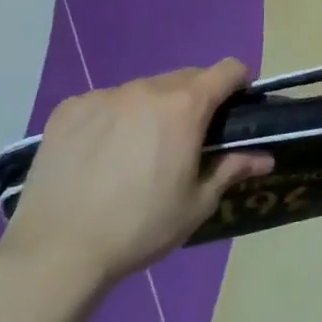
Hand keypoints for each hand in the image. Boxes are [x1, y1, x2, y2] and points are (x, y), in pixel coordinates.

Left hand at [0, 61, 270, 294]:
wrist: (56, 251)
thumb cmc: (140, 227)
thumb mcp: (197, 203)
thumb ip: (232, 169)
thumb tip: (266, 157)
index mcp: (184, 107)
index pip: (227, 69)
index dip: (239, 83)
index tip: (236, 108)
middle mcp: (146, 89)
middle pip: (185, 77)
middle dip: (196, 99)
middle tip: (189, 138)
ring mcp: (103, 96)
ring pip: (143, 90)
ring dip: (154, 108)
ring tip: (140, 149)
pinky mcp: (68, 110)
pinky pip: (105, 102)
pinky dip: (114, 117)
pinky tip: (101, 154)